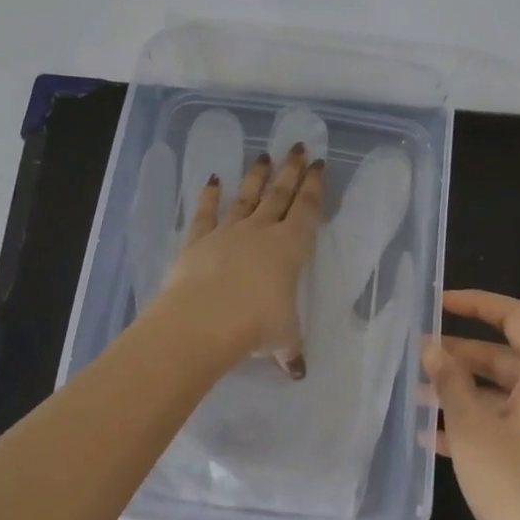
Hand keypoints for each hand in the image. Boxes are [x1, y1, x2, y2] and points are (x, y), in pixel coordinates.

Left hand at [156, 143, 325, 376]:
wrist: (202, 321)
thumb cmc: (255, 325)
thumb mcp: (283, 338)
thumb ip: (290, 349)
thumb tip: (298, 371)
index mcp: (290, 248)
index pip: (307, 210)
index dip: (315, 187)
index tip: (320, 165)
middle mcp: (261, 232)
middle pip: (280, 194)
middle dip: (291, 170)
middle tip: (299, 147)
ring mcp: (228, 232)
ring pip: (247, 198)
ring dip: (256, 177)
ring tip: (264, 156)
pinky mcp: (198, 240)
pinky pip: (206, 213)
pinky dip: (209, 196)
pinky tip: (212, 179)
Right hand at [423, 290, 519, 519]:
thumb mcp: (474, 431)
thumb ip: (450, 383)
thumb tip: (432, 347)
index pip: (513, 316)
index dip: (474, 303)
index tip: (437, 304)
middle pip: (506, 357)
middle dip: (460, 358)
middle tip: (417, 360)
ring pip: (506, 394)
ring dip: (464, 394)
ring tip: (418, 400)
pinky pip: (515, 424)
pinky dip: (481, 424)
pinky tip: (437, 440)